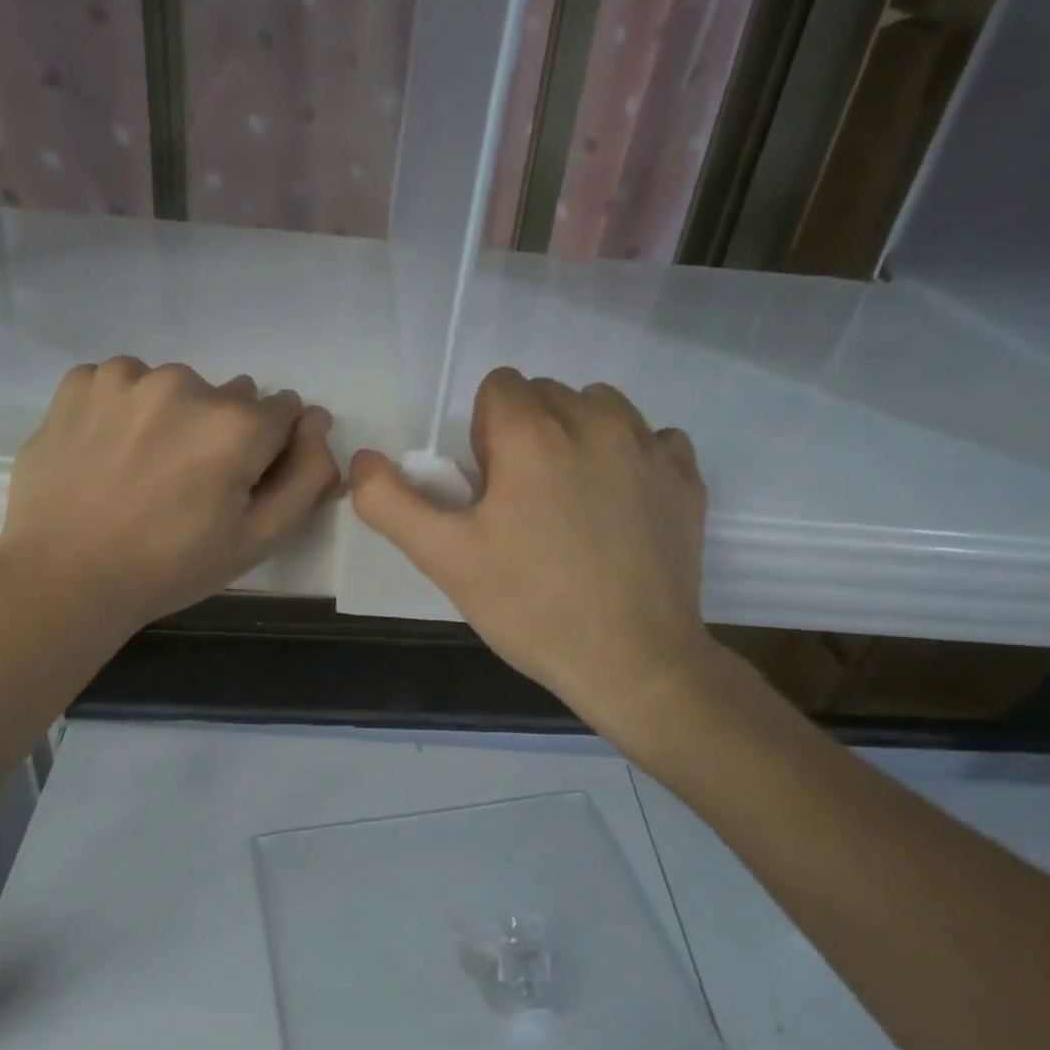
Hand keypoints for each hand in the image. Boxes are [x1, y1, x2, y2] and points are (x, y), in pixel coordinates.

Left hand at [0, 358, 340, 634]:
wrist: (64, 579)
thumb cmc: (171, 566)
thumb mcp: (259, 538)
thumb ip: (307, 476)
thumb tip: (317, 420)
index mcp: (236, 424)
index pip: (284, 411)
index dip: (269, 450)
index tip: (238, 484)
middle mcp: (185, 383)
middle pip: (229, 398)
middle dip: (222, 432)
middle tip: (187, 486)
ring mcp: (126, 377)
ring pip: (175, 388)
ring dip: (173, 417)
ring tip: (143, 469)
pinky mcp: (80, 381)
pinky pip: (124, 384)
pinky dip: (125, 410)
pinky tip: (108, 451)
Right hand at [349, 368, 715, 737]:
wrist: (634, 662)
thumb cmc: (530, 608)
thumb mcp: (444, 559)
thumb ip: (390, 502)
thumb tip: (362, 459)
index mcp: (534, 433)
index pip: (497, 387)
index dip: (483, 438)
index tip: (491, 493)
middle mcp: (597, 420)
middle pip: (546, 394)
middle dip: (526, 436)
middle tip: (524, 508)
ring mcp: (650, 446)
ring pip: (598, 408)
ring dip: (577, 439)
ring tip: (572, 505)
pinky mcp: (686, 476)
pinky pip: (651, 439)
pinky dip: (629, 460)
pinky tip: (620, 512)